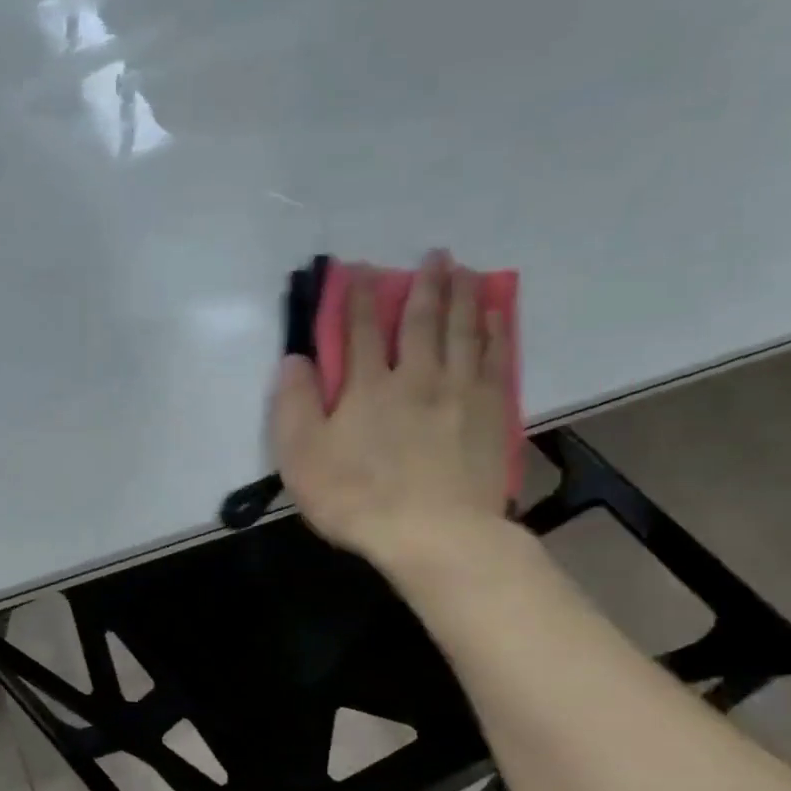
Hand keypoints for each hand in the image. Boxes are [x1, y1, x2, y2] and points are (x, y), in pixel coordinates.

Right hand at [270, 252, 514, 576]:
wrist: (433, 534)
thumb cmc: (357, 499)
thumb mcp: (302, 459)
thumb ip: (294, 406)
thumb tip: (293, 360)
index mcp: (367, 387)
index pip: (358, 331)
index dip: (357, 299)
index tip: (360, 270)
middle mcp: (417, 376)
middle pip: (421, 321)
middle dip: (423, 285)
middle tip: (434, 256)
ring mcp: (460, 392)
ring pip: (463, 331)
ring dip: (462, 297)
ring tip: (465, 272)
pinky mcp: (493, 413)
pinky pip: (496, 358)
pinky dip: (495, 331)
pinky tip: (495, 317)